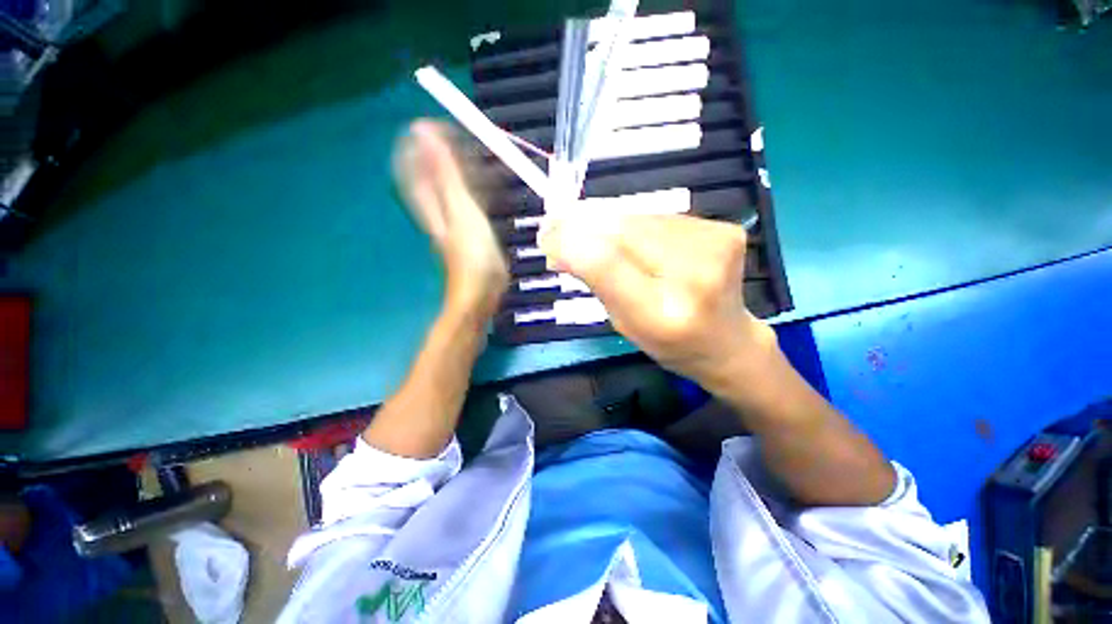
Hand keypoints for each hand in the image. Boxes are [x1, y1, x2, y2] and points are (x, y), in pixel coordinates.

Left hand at [394, 120, 508, 321]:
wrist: (481, 290)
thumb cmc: (472, 254)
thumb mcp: (460, 208)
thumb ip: (445, 172)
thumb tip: (423, 130)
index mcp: (431, 198)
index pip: (418, 159)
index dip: (427, 140)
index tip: (443, 124)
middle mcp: (439, 205)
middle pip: (437, 171)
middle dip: (450, 152)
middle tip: (467, 137)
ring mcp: (456, 218)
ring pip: (456, 184)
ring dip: (468, 169)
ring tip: (482, 156)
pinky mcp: (472, 229)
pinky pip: (472, 200)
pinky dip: (481, 189)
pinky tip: (490, 186)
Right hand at [540, 214, 775, 392]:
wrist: (727, 340)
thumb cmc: (668, 342)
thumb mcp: (622, 323)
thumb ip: (594, 281)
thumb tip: (558, 247)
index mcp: (663, 314)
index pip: (607, 263)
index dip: (571, 242)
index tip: (546, 236)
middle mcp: (695, 275)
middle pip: (623, 231)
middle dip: (583, 225)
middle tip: (555, 225)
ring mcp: (716, 246)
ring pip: (640, 218)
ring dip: (606, 222)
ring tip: (586, 231)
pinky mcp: (724, 229)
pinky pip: (661, 217)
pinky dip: (634, 223)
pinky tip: (627, 235)